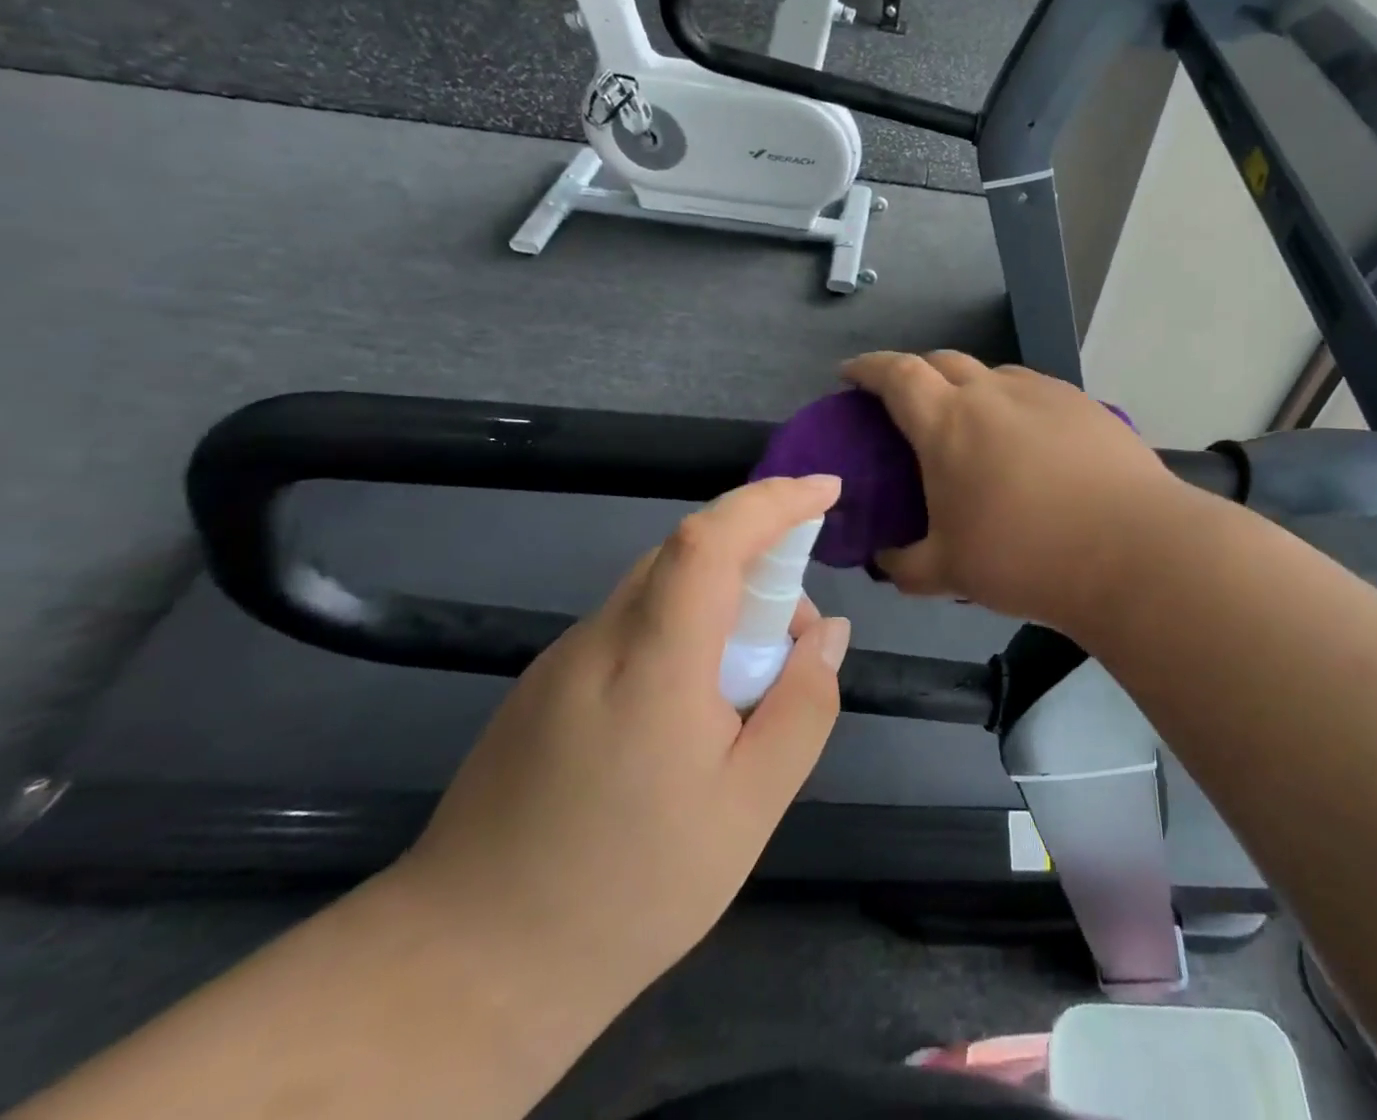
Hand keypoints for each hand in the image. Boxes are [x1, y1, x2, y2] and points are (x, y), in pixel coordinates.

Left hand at [387, 476, 848, 1015]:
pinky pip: (632, 624)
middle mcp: (600, 641)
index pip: (710, 541)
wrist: (463, 971)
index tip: (827, 491)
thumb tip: (827, 633)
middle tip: (794, 642)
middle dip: (760, 564)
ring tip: (748, 686)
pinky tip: (692, 711)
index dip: (772, 501)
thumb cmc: (627, 891)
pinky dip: (684, 631)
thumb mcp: (749, 808)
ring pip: (660, 588)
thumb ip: (803, 706)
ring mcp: (562, 660)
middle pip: (688, 555)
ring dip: (723, 602)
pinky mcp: (544, 685)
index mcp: (652, 665)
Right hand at [843, 351, 1175, 629]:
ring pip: (993, 374)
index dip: (868, 368)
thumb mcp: (949, 571)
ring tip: (973, 424)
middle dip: (916, 373)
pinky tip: (1028, 441)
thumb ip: (905, 565)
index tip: (851, 375)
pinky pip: (1034, 392)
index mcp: (947, 422)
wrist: (1132, 551)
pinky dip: (1014, 404)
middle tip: (909, 402)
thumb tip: (887, 560)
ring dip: (970, 387)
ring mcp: (1044, 393)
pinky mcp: (1085, 405)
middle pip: (943, 361)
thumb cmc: (1025, 557)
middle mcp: (993, 392)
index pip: (896, 374)